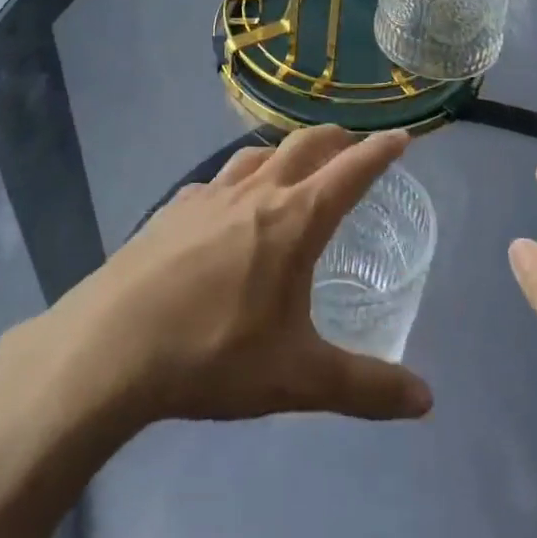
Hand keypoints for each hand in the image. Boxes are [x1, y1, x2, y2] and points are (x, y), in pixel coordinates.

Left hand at [42, 126, 433, 426]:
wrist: (111, 346)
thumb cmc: (214, 354)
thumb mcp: (297, 378)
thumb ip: (365, 387)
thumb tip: (426, 400)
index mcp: (294, 220)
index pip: (350, 172)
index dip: (380, 152)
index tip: (401, 137)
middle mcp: (256, 193)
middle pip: (304, 146)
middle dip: (336, 139)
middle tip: (353, 145)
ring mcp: (209, 195)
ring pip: (258, 154)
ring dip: (286, 150)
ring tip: (295, 163)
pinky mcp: (173, 208)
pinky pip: (217, 179)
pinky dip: (240, 178)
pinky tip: (228, 203)